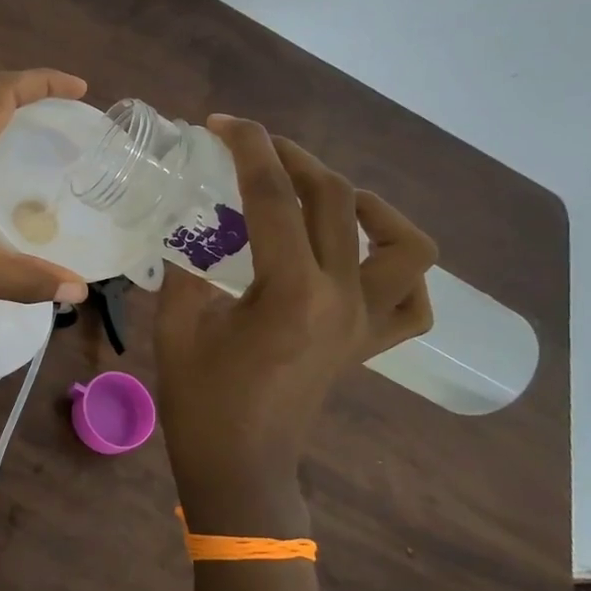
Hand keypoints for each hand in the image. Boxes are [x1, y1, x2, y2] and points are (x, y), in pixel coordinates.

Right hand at [156, 116, 435, 534]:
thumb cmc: (200, 402)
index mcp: (289, 292)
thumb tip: (192, 227)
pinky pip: (413, 301)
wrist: (240, 466)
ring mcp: (364, 322)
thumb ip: (187, 267)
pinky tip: (360, 259)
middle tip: (254, 148)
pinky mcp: (368, 345)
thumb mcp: (177, 325)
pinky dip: (398, 270)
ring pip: (404, 244)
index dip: (248, 148)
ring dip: (369, 205)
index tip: (222, 123)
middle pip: (335, 200)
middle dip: (293, 158)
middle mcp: (341, 298)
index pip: (275, 197)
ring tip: (329, 196)